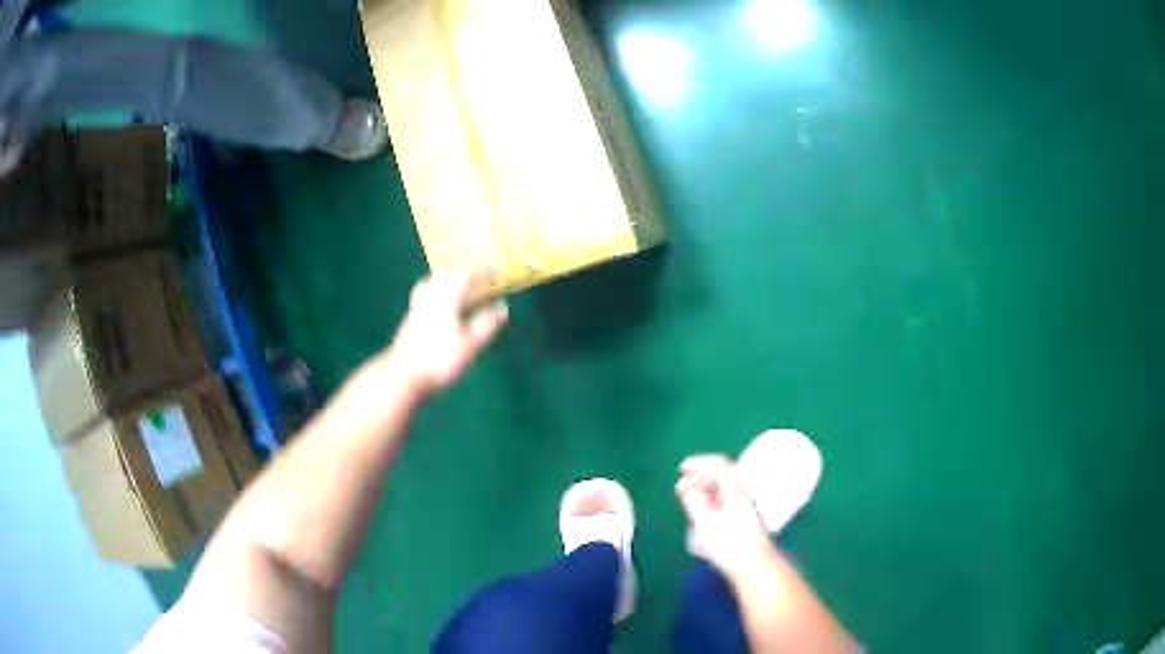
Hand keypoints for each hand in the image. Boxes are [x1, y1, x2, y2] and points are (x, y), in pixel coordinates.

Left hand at [387, 271, 508, 392]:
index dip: (484, 272)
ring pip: (435, 282)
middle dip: (466, 273)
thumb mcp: (470, 345)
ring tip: (461, 284)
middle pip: (449, 274)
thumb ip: (486, 324)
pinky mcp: (410, 317)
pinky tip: (438, 301)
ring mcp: (418, 305)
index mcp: (448, 298)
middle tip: (481, 276)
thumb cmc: (439, 360)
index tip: (497, 273)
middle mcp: (431, 295)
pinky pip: (426, 293)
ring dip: (450, 279)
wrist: (402, 375)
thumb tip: (502, 307)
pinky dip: (437, 291)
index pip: (467, 275)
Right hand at [676, 455, 775, 579]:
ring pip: (725, 488)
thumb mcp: (706, 523)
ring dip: (706, 487)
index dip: (699, 463)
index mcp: (736, 491)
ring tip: (688, 495)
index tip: (682, 468)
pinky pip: (727, 498)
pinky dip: (712, 497)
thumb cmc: (730, 545)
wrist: (755, 566)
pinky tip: (703, 508)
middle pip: (723, 475)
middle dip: (701, 475)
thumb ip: (694, 502)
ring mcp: (746, 506)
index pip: (719, 466)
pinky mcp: (745, 518)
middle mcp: (743, 494)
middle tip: (682, 481)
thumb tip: (684, 485)